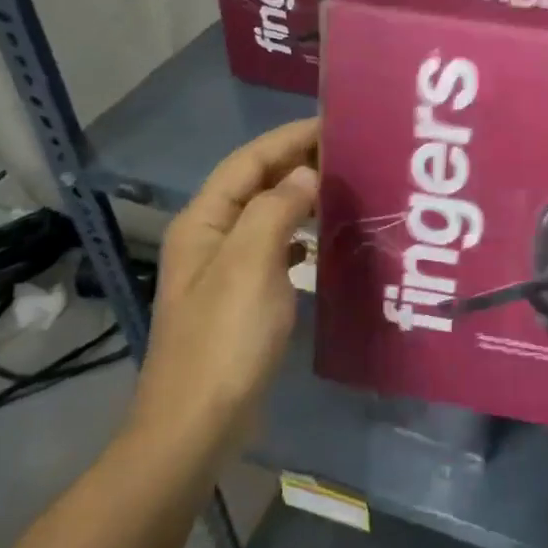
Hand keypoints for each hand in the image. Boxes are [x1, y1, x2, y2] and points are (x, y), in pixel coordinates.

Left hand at [129, 118, 318, 460]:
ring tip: (344, 186)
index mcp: (204, 222)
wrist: (196, 425)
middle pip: (256, 183)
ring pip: (266, 215)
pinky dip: (298, 234)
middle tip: (351, 151)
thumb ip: (276, 209)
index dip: (290, 137)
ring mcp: (224, 270)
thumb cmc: (224, 339)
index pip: (249, 161)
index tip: (335, 122)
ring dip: (300, 196)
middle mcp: (210, 238)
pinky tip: (322, 240)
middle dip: (298, 162)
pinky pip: (274, 247)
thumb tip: (305, 174)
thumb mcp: (251, 264)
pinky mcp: (240, 298)